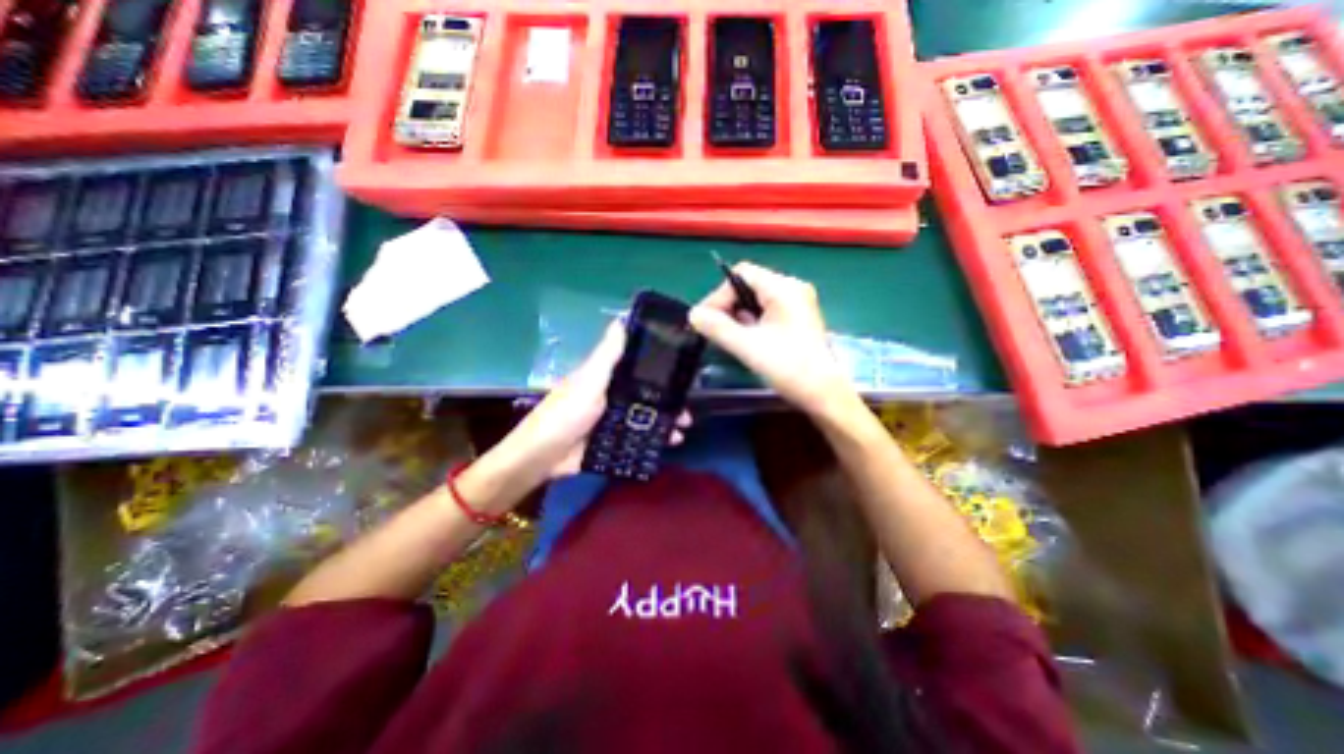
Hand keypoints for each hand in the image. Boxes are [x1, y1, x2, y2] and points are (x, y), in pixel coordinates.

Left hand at [487, 319, 693, 485]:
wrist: (543, 457)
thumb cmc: (566, 414)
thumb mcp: (589, 381)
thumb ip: (607, 356)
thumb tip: (621, 320)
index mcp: (605, 377)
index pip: (637, 367)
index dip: (659, 368)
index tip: (683, 373)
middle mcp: (611, 396)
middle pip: (646, 395)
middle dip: (668, 402)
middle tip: (688, 412)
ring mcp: (612, 420)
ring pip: (644, 417)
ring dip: (664, 422)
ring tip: (681, 431)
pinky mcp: (611, 442)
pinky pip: (637, 438)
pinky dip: (653, 440)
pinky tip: (668, 444)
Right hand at [688, 263, 854, 419]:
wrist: (824, 394)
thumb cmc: (789, 368)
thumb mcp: (748, 347)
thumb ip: (717, 328)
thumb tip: (693, 314)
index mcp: (784, 288)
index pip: (741, 274)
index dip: (719, 295)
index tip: (706, 319)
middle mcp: (793, 289)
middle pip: (749, 284)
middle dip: (728, 305)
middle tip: (715, 329)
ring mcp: (798, 303)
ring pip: (757, 298)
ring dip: (739, 314)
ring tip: (731, 336)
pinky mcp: (798, 318)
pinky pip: (767, 310)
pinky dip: (752, 321)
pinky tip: (748, 339)